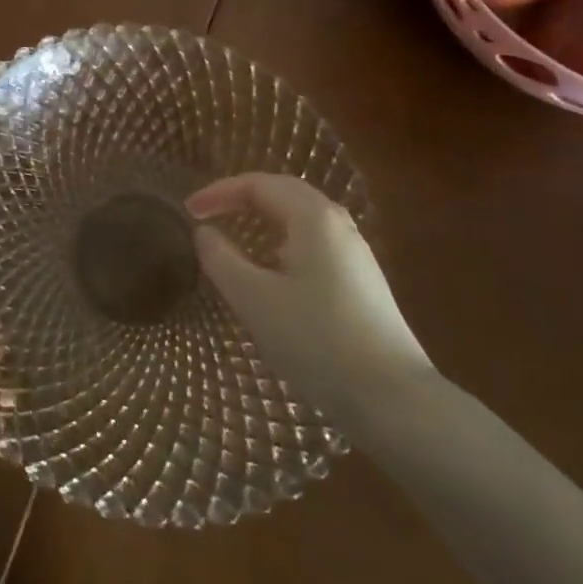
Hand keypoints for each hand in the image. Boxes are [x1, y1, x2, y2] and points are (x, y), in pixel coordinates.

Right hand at [188, 173, 433, 414]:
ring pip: (301, 217)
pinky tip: (273, 271)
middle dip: (241, 197)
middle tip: (209, 213)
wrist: (394, 399)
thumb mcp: (254, 299)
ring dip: (264, 218)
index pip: (257, 184)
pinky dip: (283, 240)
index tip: (188, 211)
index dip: (218, 192)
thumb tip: (204, 232)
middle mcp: (338, 223)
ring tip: (235, 237)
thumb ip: (221, 258)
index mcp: (312, 217)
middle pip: (282, 192)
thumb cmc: (316, 341)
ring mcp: (355, 251)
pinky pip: (314, 241)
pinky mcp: (363, 279)